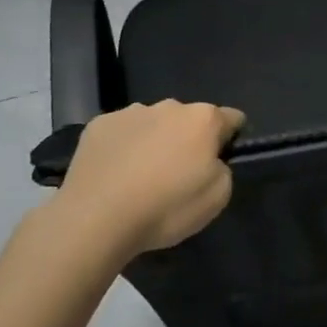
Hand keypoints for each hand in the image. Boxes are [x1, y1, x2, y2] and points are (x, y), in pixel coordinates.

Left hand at [55, 100, 242, 259]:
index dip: (230, 139)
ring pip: (153, 123)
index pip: (232, 118)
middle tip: (176, 175)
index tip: (220, 161)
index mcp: (203, 119)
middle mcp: (170, 106)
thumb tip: (211, 162)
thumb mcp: (217, 198)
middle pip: (189, 119)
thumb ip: (222, 170)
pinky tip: (113, 175)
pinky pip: (121, 132)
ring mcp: (131, 112)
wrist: (95, 220)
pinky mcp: (98, 125)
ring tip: (140, 177)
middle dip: (187, 140)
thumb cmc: (165, 208)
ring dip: (154, 141)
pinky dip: (123, 147)